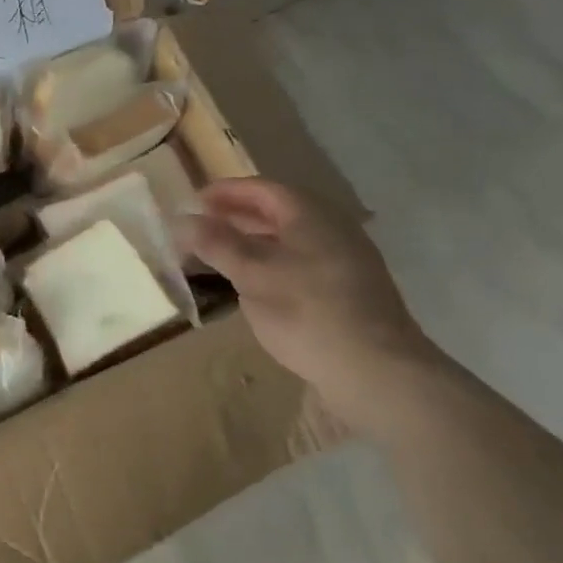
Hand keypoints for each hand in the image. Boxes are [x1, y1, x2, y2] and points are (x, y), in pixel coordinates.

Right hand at [177, 177, 445, 436]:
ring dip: (252, 244)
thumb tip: (182, 220)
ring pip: (289, 240)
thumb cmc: (307, 312)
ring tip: (220, 258)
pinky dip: (272, 265)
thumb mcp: (251, 274)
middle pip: (277, 212)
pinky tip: (255, 288)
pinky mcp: (351, 292)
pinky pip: (302, 264)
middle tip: (202, 229)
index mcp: (310, 214)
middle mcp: (332, 228)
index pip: (260, 188)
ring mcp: (346, 261)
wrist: (379, 373)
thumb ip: (216, 243)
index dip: (224, 192)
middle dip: (236, 218)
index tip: (193, 202)